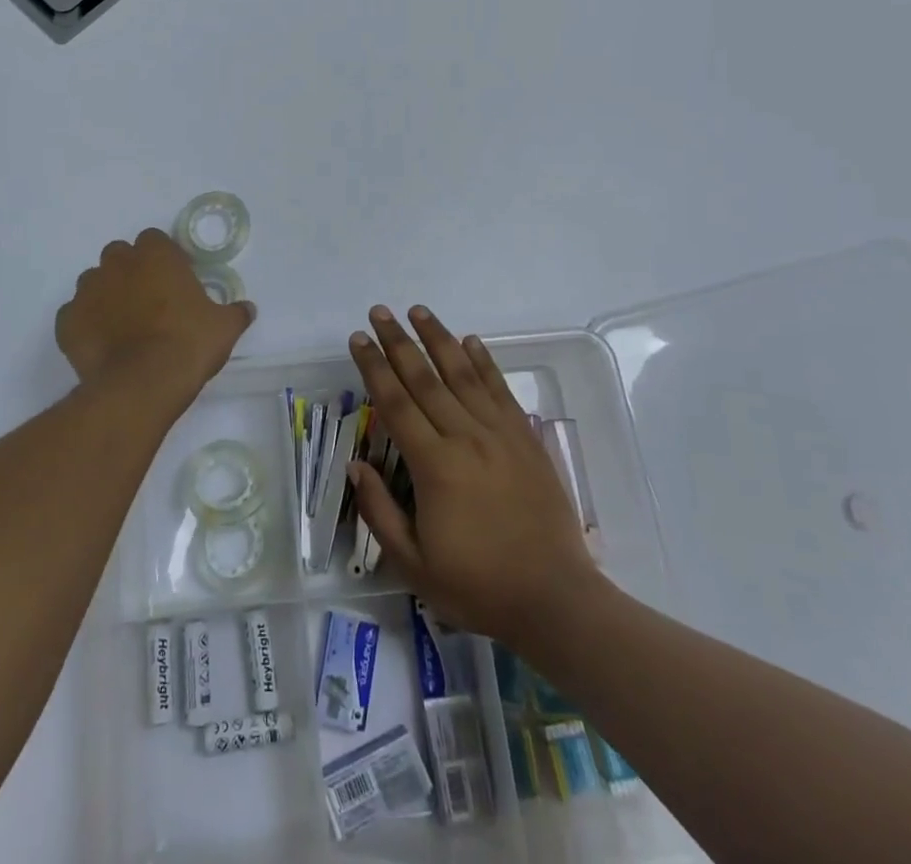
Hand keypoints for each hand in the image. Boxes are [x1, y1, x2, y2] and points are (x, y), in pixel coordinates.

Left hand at [56, 230, 255, 407]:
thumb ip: (235, 313)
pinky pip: (75, 315)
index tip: (174, 281)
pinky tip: (102, 345)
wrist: (142, 385)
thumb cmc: (187, 344)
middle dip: (131, 271)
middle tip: (149, 301)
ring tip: (123, 325)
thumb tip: (247, 309)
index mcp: (155, 254)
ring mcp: (87, 291)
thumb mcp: (224, 328)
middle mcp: (117, 263)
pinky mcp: (67, 322)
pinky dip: (86, 325)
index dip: (163, 258)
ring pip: (94, 283)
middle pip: (120, 256)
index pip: (154, 240)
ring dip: (106, 295)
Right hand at [347, 305, 603, 648]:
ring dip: (439, 339)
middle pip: (424, 378)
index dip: (373, 367)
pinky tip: (472, 342)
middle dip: (398, 342)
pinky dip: (484, 362)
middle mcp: (465, 437)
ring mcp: (500, 434)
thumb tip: (356, 466)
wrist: (554, 599)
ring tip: (419, 311)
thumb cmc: (478, 586)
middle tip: (380, 311)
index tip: (358, 338)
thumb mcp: (414, 564)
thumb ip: (380, 511)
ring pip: (463, 374)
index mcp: (434, 466)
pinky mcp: (526, 438)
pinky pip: (501, 390)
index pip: (395, 403)